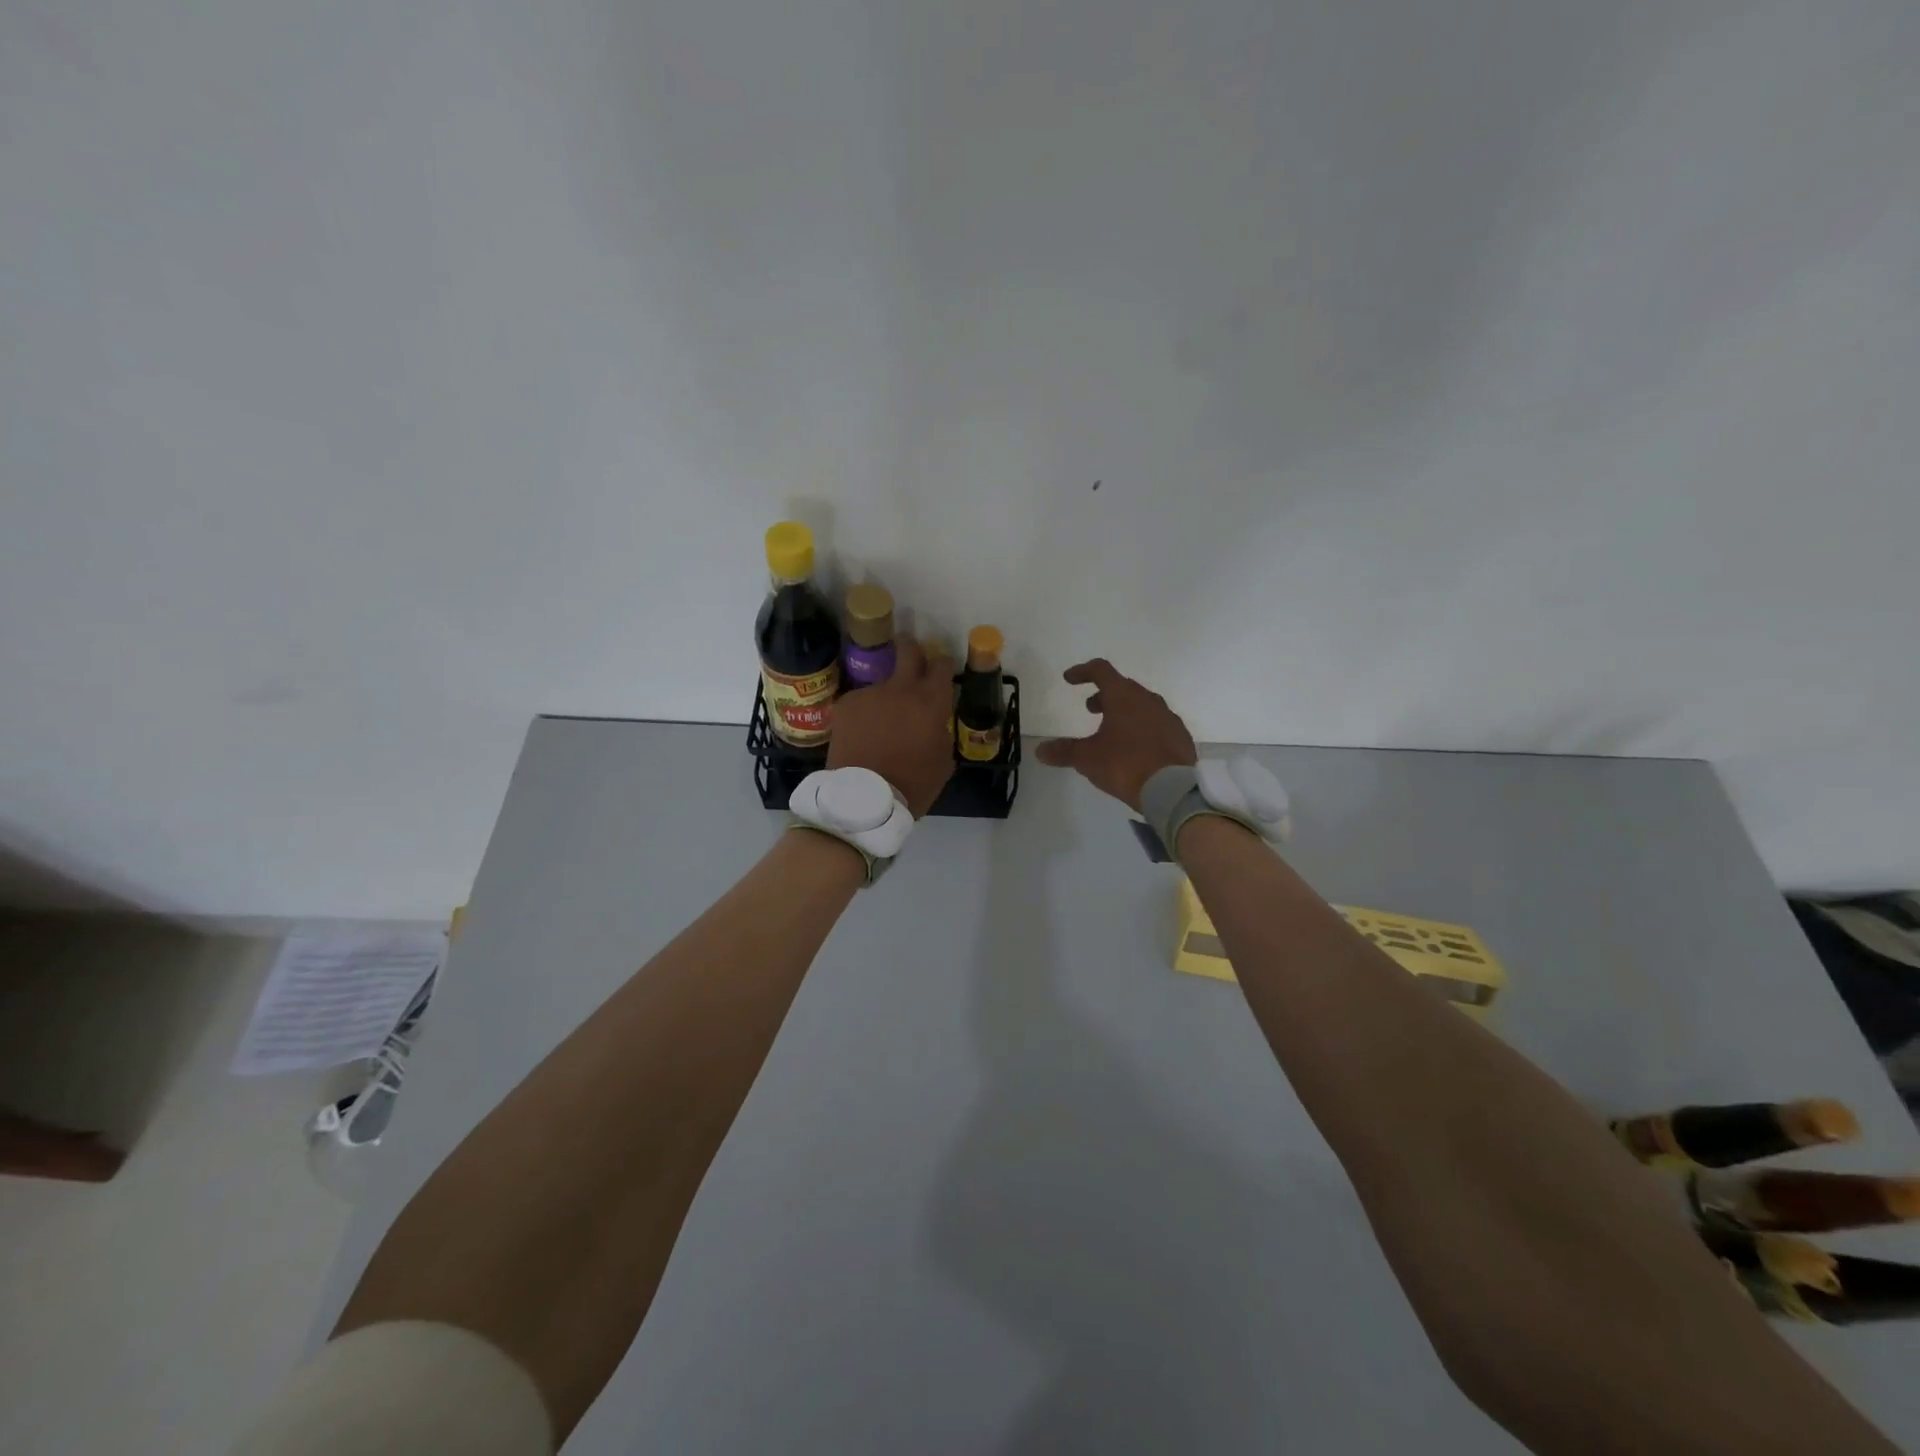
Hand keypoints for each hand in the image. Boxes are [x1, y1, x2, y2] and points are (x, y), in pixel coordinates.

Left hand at [828, 637, 956, 817]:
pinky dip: (863, 713)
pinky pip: (860, 702)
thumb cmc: (913, 784)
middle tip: (910, 656)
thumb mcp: (943, 762)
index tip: (939, 671)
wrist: (865, 797)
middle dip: (910, 648)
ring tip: (879, 722)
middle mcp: (901, 687)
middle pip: (908, 649)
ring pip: (881, 683)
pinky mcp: (846, 703)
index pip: (941, 664)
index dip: (942, 665)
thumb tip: (934, 724)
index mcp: (931, 701)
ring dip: (884, 696)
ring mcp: (870, 693)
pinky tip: (860, 734)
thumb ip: (941, 733)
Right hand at [1035, 658, 1196, 810]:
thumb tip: (1039, 751)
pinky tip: (1137, 747)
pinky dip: (1143, 728)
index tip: (1069, 679)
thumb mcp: (1087, 758)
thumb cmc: (1124, 765)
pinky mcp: (1180, 736)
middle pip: (1123, 688)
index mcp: (1123, 697)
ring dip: (1125, 711)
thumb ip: (1063, 751)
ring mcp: (1168, 717)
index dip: (1083, 672)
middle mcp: (1148, 700)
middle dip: (1104, 695)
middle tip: (1091, 709)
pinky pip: (1157, 724)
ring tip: (1113, 731)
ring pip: (1142, 705)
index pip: (1101, 671)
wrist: (1171, 789)